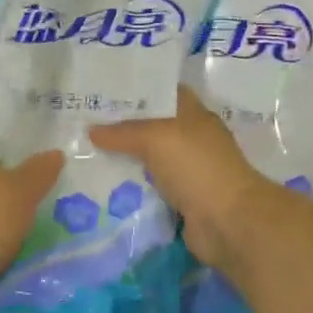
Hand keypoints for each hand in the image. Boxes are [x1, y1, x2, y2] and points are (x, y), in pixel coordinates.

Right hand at [91, 87, 270, 270]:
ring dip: (125, 161)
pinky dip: (132, 189)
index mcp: (194, 115)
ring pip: (149, 160)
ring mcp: (188, 171)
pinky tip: (103, 187)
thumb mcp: (156, 138)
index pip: (163, 94)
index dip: (136, 91)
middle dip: (122, 128)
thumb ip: (123, 133)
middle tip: (85, 126)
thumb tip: (92, 131)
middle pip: (153, 128)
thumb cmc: (196, 166)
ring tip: (87, 155)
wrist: (227, 221)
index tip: (103, 92)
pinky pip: (151, 189)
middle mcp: (192, 140)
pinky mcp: (182, 200)